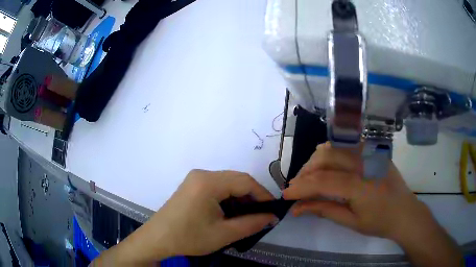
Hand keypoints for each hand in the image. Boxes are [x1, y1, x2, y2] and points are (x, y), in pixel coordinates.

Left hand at [93, 170, 276, 265]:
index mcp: (208, 182)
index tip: (273, 210)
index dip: (263, 195)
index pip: (245, 181)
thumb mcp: (224, 234)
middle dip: (252, 197)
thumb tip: (272, 217)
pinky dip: (228, 198)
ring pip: (227, 184)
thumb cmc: (189, 237)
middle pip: (236, 180)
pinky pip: (217, 187)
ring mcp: (195, 179)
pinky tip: (231, 212)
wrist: (158, 239)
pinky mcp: (192, 186)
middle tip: (262, 215)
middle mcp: (202, 174)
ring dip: (240, 198)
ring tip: (249, 216)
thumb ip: (252, 224)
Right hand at [282, 142, 434, 240]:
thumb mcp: (351, 222)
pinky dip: (332, 151)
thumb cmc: (380, 222)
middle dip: (306, 171)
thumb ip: (324, 210)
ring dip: (317, 160)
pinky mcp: (374, 151)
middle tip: (297, 186)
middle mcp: (365, 163)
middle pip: (326, 157)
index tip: (286, 195)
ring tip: (309, 176)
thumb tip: (297, 208)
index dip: (301, 187)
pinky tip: (327, 163)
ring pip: (335, 147)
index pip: (323, 181)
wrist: (405, 212)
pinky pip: (348, 144)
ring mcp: (371, 153)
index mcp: (361, 185)